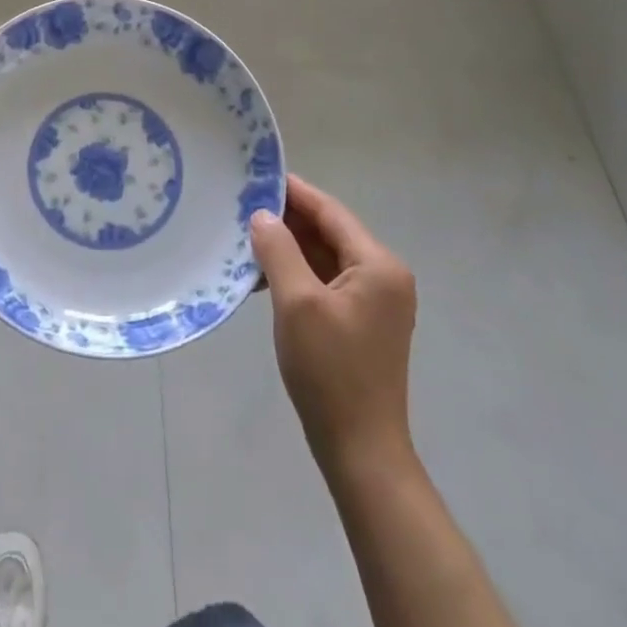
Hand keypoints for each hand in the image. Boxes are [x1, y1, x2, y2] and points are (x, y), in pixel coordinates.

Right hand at [250, 175, 417, 469]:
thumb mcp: (297, 303)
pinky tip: (265, 275)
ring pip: (326, 257)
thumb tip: (262, 215)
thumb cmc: (331, 371)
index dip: (293, 192)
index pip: (330, 211)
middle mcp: (383, 276)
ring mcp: (376, 301)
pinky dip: (298, 273)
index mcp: (378, 265)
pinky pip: (327, 282)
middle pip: (330, 232)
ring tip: (246, 237)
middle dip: (288, 220)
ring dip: (290, 247)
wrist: (361, 451)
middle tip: (243, 206)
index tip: (256, 175)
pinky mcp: (362, 322)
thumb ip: (279, 250)